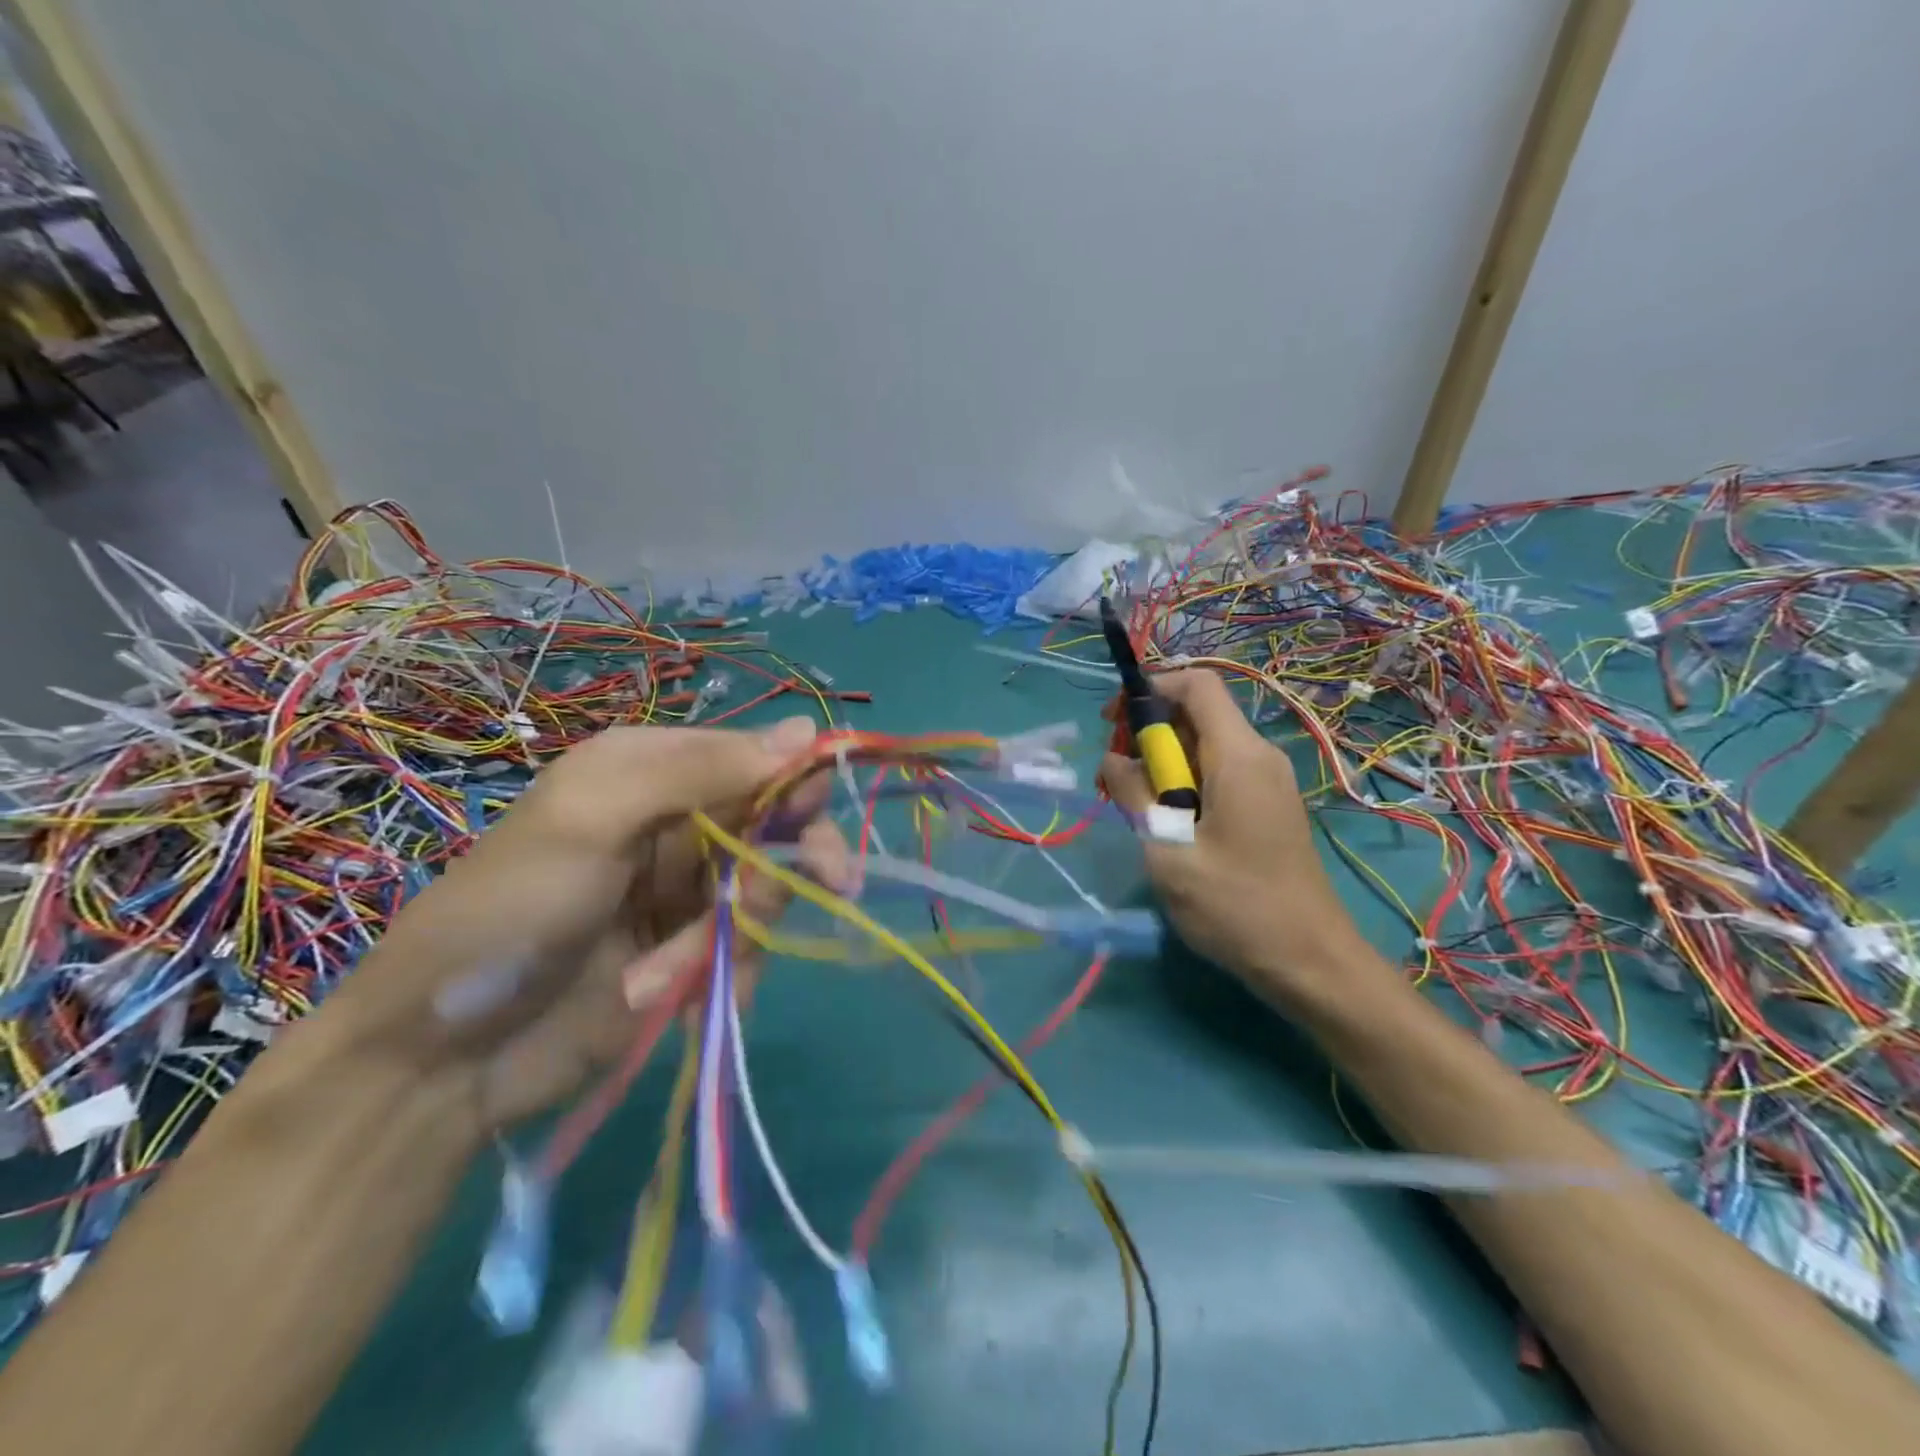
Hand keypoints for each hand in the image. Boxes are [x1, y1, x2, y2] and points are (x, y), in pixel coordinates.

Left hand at [311, 716, 843, 1134]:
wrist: (443, 1057)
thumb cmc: (513, 911)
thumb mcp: (595, 818)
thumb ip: (701, 772)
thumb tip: (808, 731)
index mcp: (652, 771)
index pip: (754, 759)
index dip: (796, 783)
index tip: (820, 816)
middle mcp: (677, 823)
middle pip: (775, 825)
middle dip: (791, 860)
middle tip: (836, 883)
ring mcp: (687, 893)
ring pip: (767, 891)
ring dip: (743, 928)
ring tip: (683, 966)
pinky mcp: (692, 955)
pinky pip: (747, 948)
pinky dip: (725, 972)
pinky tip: (676, 994)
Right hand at [1099, 670, 1365, 1004]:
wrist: (1310, 963)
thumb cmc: (1235, 906)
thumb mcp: (1167, 850)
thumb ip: (1134, 795)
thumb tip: (1113, 759)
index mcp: (1239, 755)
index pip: (1196, 683)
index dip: (1150, 688)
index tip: (1112, 723)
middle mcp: (1259, 756)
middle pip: (1197, 713)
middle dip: (1147, 732)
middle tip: (1114, 777)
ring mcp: (1267, 781)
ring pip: (1205, 745)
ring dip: (1162, 762)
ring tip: (1133, 806)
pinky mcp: (1267, 806)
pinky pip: (1219, 771)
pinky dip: (1185, 782)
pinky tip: (1166, 823)